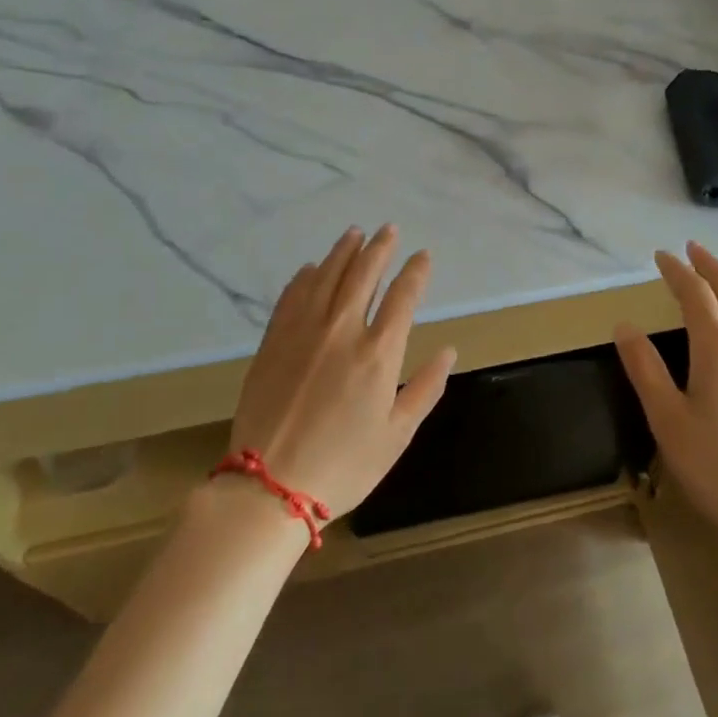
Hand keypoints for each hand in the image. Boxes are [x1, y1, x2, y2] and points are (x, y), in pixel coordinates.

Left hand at [229, 226, 455, 520]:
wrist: (269, 486)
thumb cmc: (344, 465)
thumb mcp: (397, 435)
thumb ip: (426, 388)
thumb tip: (448, 351)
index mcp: (378, 353)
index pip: (402, 297)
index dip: (415, 272)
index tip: (423, 255)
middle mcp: (341, 331)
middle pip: (363, 275)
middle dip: (379, 248)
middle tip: (388, 229)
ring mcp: (302, 333)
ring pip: (325, 277)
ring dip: (342, 252)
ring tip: (354, 233)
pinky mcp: (273, 342)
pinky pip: (291, 297)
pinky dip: (304, 278)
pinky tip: (310, 268)